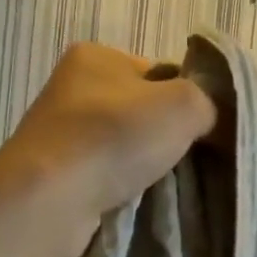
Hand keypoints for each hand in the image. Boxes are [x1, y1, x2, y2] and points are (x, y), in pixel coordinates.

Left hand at [0, 43, 217, 256]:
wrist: (47, 201)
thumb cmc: (114, 136)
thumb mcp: (184, 104)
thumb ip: (208, 100)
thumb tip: (209, 116)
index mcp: (96, 56)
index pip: (160, 72)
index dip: (188, 98)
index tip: (204, 128)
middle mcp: (73, 87)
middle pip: (143, 109)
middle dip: (166, 134)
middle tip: (189, 159)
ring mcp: (60, 132)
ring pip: (125, 144)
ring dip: (145, 164)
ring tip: (162, 184)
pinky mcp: (55, 172)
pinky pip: (105, 174)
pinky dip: (122, 186)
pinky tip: (136, 200)